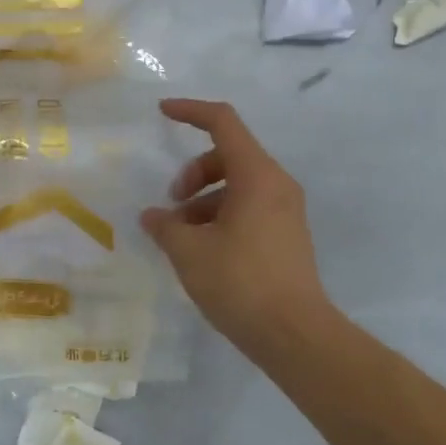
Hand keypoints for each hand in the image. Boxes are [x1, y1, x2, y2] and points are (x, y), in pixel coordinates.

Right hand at [141, 99, 330, 355]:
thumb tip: (152, 216)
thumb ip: (165, 226)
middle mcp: (277, 185)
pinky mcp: (286, 236)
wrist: (293, 333)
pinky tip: (201, 251)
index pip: (223, 123)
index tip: (161, 112)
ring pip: (236, 187)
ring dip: (203, 201)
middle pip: (228, 157)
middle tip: (171, 206)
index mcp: (257, 176)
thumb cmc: (239, 283)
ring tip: (180, 238)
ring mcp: (285, 211)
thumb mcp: (190, 252)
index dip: (190, 111)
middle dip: (192, 173)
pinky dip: (220, 218)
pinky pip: (248, 210)